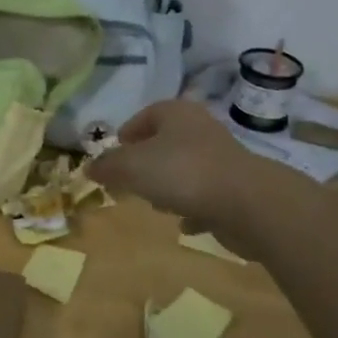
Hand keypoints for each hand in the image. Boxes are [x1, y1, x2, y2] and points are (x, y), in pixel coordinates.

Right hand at [88, 100, 319, 245]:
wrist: (248, 203)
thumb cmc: (182, 173)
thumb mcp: (131, 167)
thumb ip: (108, 166)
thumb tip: (89, 167)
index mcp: (176, 113)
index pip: (147, 113)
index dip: (129, 131)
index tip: (116, 152)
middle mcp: (201, 130)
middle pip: (166, 142)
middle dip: (147, 162)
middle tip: (131, 180)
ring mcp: (222, 159)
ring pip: (186, 168)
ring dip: (170, 185)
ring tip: (157, 205)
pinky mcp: (237, 188)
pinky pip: (207, 195)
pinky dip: (194, 207)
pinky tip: (186, 224)